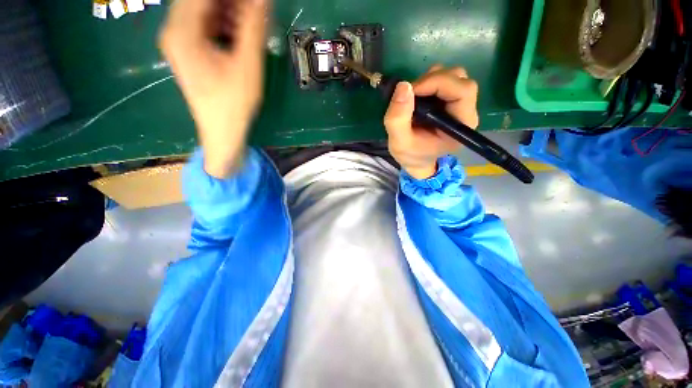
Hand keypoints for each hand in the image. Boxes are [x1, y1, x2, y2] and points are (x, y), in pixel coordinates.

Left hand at [159, 0, 268, 177]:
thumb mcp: (248, 65)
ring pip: (202, 11)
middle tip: (254, 11)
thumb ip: (254, 27)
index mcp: (182, 31)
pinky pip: (203, 26)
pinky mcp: (188, 51)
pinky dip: (222, 24)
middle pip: (200, 1)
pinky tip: (238, 36)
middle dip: (231, 4)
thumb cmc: (234, 103)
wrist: (222, 131)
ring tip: (250, 24)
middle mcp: (173, 30)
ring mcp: (178, 41)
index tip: (255, 3)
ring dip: (227, 11)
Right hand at [384, 65, 478, 179]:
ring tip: (412, 100)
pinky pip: (444, 80)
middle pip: (459, 79)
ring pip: (452, 76)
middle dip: (431, 81)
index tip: (411, 91)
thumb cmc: (411, 155)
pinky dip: (428, 83)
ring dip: (429, 81)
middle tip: (409, 96)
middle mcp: (466, 112)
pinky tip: (417, 98)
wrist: (416, 160)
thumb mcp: (399, 143)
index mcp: (461, 125)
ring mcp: (459, 105)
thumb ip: (398, 119)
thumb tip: (403, 85)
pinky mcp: (450, 101)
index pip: (462, 91)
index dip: (437, 83)